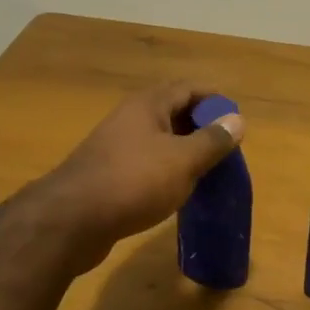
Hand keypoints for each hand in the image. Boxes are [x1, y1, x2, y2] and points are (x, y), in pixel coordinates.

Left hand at [36, 82, 243, 269]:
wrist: (72, 221)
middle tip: (227, 148)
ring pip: (160, 141)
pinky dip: (168, 172)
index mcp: (148, 105)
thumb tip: (237, 120)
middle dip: (201, 126)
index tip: (236, 118)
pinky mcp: (110, 175)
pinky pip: (147, 164)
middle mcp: (130, 119)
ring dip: (185, 151)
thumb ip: (212, 140)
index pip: (188, 89)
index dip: (214, 99)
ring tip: (210, 170)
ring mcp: (117, 148)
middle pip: (173, 113)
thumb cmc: (134, 181)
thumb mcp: (183, 160)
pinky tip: (179, 191)